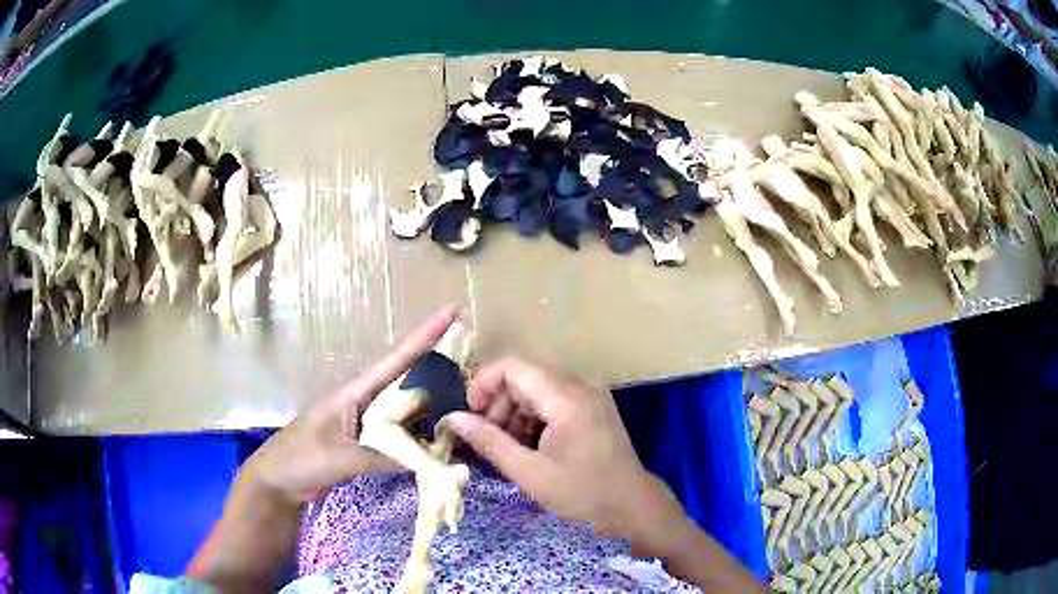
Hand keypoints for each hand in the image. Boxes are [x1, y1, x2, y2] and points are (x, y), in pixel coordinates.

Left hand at [242, 306, 459, 504]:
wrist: (278, 481)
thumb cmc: (299, 460)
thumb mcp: (338, 458)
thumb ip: (379, 456)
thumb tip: (426, 458)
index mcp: (353, 393)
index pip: (394, 360)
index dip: (424, 336)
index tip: (453, 312)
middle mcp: (363, 402)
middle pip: (407, 380)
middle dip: (439, 367)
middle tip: (475, 365)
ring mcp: (365, 422)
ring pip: (405, 408)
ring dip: (432, 406)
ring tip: (466, 402)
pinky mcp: (365, 442)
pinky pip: (399, 433)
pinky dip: (419, 435)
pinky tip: (438, 439)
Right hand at [442, 358, 688, 553]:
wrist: (631, 507)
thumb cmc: (582, 493)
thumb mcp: (529, 472)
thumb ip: (489, 442)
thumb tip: (453, 418)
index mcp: (566, 397)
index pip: (513, 366)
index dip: (483, 384)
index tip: (470, 415)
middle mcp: (579, 385)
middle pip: (524, 376)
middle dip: (498, 403)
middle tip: (486, 437)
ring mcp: (589, 395)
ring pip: (537, 388)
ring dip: (514, 412)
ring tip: (506, 447)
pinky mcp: (593, 408)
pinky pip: (553, 400)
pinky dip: (534, 418)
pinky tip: (527, 446)